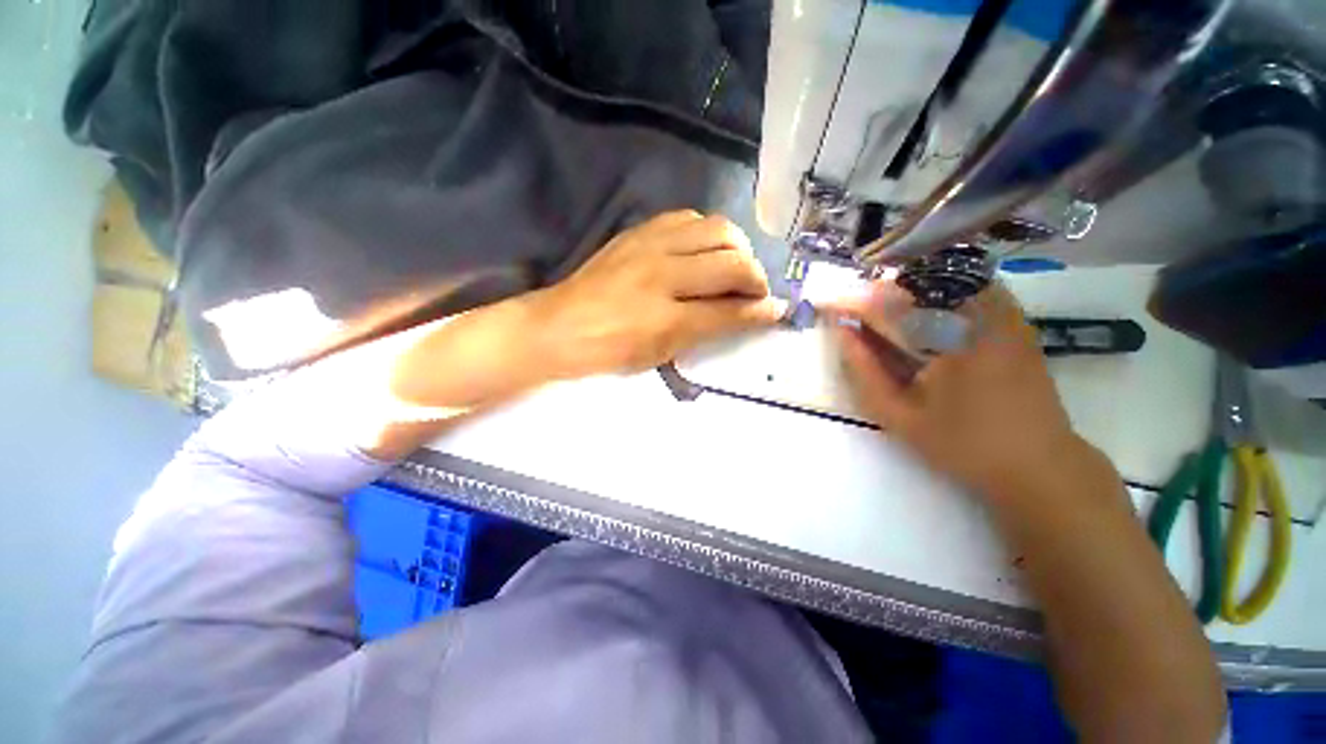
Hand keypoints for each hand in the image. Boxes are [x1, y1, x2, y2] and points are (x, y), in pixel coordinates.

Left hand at [533, 211, 787, 378]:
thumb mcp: (660, 354)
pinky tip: (703, 250)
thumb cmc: (610, 351)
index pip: (728, 310)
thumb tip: (748, 316)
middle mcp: (662, 273)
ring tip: (733, 267)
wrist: (559, 325)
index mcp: (664, 317)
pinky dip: (707, 233)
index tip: (778, 310)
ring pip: (716, 229)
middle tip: (754, 291)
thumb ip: (706, 332)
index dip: (760, 311)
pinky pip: (688, 218)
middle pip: (730, 261)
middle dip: (755, 276)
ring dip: (736, 248)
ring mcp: (649, 245)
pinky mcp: (638, 230)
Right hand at [833, 282, 1107, 500]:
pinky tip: (921, 316)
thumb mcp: (899, 414)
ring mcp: (1005, 314)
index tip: (828, 303)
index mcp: (952, 338)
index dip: (855, 302)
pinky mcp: (1016, 321)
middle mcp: (982, 313)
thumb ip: (864, 371)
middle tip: (853, 307)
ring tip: (881, 310)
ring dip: (907, 291)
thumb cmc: (963, 444)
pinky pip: (969, 290)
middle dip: (879, 292)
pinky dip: (937, 296)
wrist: (1038, 465)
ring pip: (944, 281)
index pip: (890, 304)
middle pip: (917, 282)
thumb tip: (842, 333)